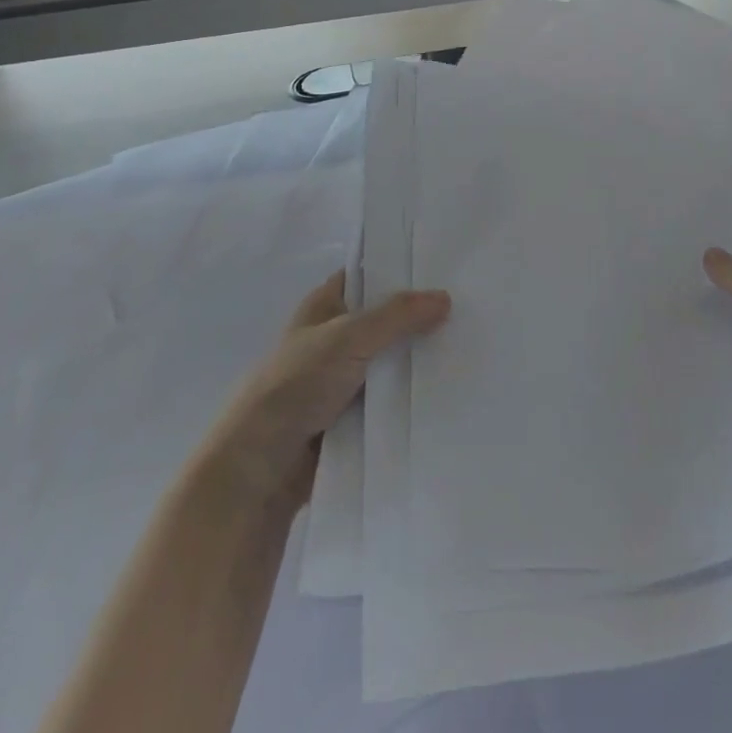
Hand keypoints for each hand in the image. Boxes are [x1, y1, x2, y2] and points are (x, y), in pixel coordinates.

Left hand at [199, 271, 449, 506]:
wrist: (260, 468)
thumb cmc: (297, 386)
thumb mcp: (348, 337)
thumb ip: (397, 315)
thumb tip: (445, 297)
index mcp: (324, 306)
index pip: (367, 274)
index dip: (400, 268)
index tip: (444, 264)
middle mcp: (335, 337)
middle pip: (386, 318)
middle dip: (421, 315)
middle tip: (470, 306)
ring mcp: (344, 378)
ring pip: (392, 359)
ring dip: (420, 358)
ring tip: (471, 344)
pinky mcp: (354, 416)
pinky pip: (391, 397)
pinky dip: (413, 394)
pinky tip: (451, 386)